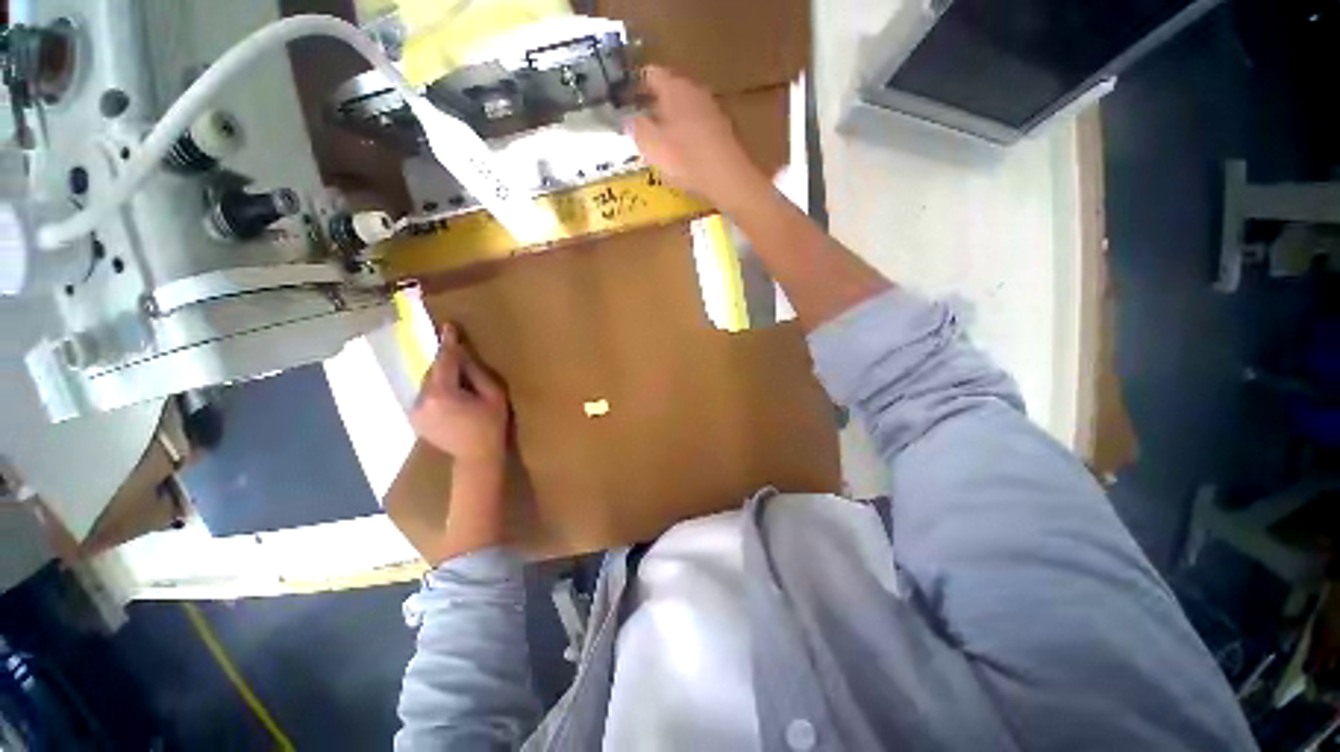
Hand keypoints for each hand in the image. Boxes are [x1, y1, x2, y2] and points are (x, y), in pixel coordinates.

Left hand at [410, 323, 508, 465]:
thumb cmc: (491, 425)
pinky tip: (452, 399)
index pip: (445, 361)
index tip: (448, 325)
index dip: (449, 343)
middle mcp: (422, 400)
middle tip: (464, 364)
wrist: (476, 457)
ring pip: (428, 383)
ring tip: (460, 386)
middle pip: (433, 371)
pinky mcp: (414, 418)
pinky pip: (425, 395)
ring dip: (442, 378)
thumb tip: (462, 354)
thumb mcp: (494, 395)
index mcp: (443, 393)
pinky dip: (437, 391)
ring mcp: (415, 410)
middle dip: (447, 364)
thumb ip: (476, 372)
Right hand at [628, 65, 768, 210]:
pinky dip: (689, 136)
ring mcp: (713, 110)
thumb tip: (627, 118)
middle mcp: (695, 91)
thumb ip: (635, 128)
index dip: (636, 85)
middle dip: (655, 105)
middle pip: (670, 91)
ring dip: (673, 122)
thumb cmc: (686, 159)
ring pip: (686, 109)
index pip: (650, 74)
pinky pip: (699, 127)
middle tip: (641, 124)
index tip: (625, 100)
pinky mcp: (724, 130)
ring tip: (661, 142)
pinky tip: (684, 155)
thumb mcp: (651, 146)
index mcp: (674, 88)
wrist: (729, 178)